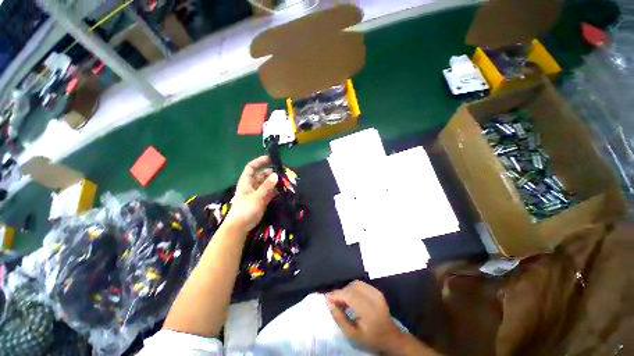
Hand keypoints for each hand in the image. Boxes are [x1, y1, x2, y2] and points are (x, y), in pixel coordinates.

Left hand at [224, 156, 277, 232]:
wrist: (241, 226)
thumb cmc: (245, 209)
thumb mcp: (257, 196)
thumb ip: (267, 186)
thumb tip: (276, 175)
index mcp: (247, 181)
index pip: (251, 167)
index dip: (259, 161)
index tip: (270, 159)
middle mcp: (252, 185)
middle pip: (262, 175)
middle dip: (271, 173)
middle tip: (283, 173)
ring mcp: (258, 192)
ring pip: (267, 184)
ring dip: (275, 182)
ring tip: (285, 181)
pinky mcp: (262, 199)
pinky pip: (270, 192)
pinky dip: (276, 190)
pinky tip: (283, 190)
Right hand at [326, 281, 401, 353]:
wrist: (390, 337)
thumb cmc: (370, 339)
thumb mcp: (352, 335)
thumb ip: (339, 319)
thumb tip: (329, 302)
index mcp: (369, 311)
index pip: (349, 295)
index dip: (337, 294)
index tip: (327, 298)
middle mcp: (374, 298)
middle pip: (352, 287)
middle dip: (340, 292)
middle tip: (334, 301)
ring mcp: (377, 293)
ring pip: (355, 283)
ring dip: (347, 289)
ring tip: (343, 300)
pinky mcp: (377, 290)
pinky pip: (361, 284)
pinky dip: (353, 288)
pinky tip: (351, 297)